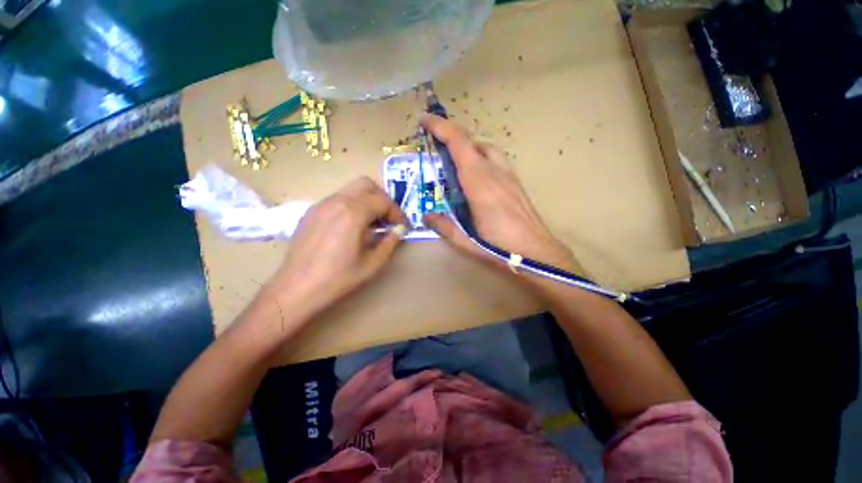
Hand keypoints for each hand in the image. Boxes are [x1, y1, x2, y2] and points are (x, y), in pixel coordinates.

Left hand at [270, 177, 407, 313]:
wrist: (296, 289)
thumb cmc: (338, 279)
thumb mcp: (373, 263)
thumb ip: (390, 242)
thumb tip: (399, 229)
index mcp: (352, 213)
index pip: (383, 201)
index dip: (397, 213)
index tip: (402, 227)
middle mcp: (336, 201)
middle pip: (366, 184)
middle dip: (382, 199)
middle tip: (388, 218)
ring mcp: (321, 205)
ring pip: (350, 190)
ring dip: (367, 201)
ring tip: (371, 224)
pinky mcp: (311, 212)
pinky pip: (337, 199)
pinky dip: (351, 206)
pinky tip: (351, 227)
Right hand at [421, 114, 580, 275]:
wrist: (537, 251)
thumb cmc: (499, 247)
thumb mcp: (465, 241)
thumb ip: (444, 226)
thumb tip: (426, 216)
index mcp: (479, 183)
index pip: (459, 144)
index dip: (441, 127)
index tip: (425, 120)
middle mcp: (494, 172)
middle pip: (471, 141)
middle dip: (451, 136)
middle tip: (435, 147)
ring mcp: (508, 175)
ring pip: (485, 148)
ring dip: (467, 147)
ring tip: (455, 162)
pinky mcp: (515, 182)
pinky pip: (495, 159)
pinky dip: (481, 157)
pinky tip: (477, 177)